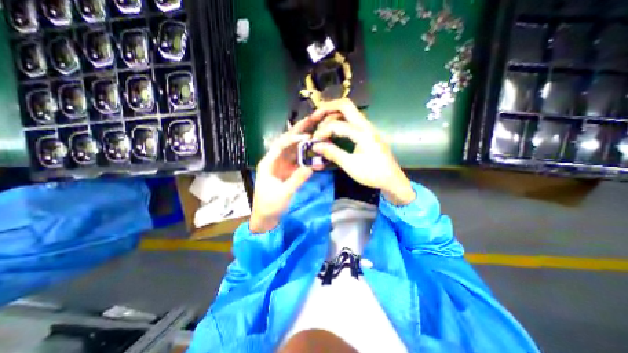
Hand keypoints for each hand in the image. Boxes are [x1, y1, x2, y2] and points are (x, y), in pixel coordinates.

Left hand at [250, 114, 321, 232]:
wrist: (266, 217)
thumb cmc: (269, 206)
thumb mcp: (283, 193)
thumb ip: (297, 179)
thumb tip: (311, 167)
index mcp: (268, 163)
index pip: (280, 146)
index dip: (293, 139)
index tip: (307, 136)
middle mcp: (275, 161)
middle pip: (287, 143)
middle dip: (298, 132)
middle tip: (311, 120)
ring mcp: (282, 166)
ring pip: (294, 150)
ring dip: (304, 141)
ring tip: (315, 130)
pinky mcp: (288, 171)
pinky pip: (298, 160)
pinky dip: (306, 155)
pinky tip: (314, 149)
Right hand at [310, 98, 414, 204]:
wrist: (391, 179)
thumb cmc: (372, 174)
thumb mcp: (350, 166)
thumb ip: (332, 153)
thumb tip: (315, 146)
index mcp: (362, 133)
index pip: (337, 124)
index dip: (322, 131)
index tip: (315, 141)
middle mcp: (366, 125)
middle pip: (345, 105)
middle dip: (327, 108)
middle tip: (314, 117)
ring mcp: (367, 127)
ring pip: (348, 110)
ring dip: (333, 113)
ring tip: (321, 123)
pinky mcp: (367, 131)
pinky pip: (351, 119)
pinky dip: (339, 120)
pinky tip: (333, 129)